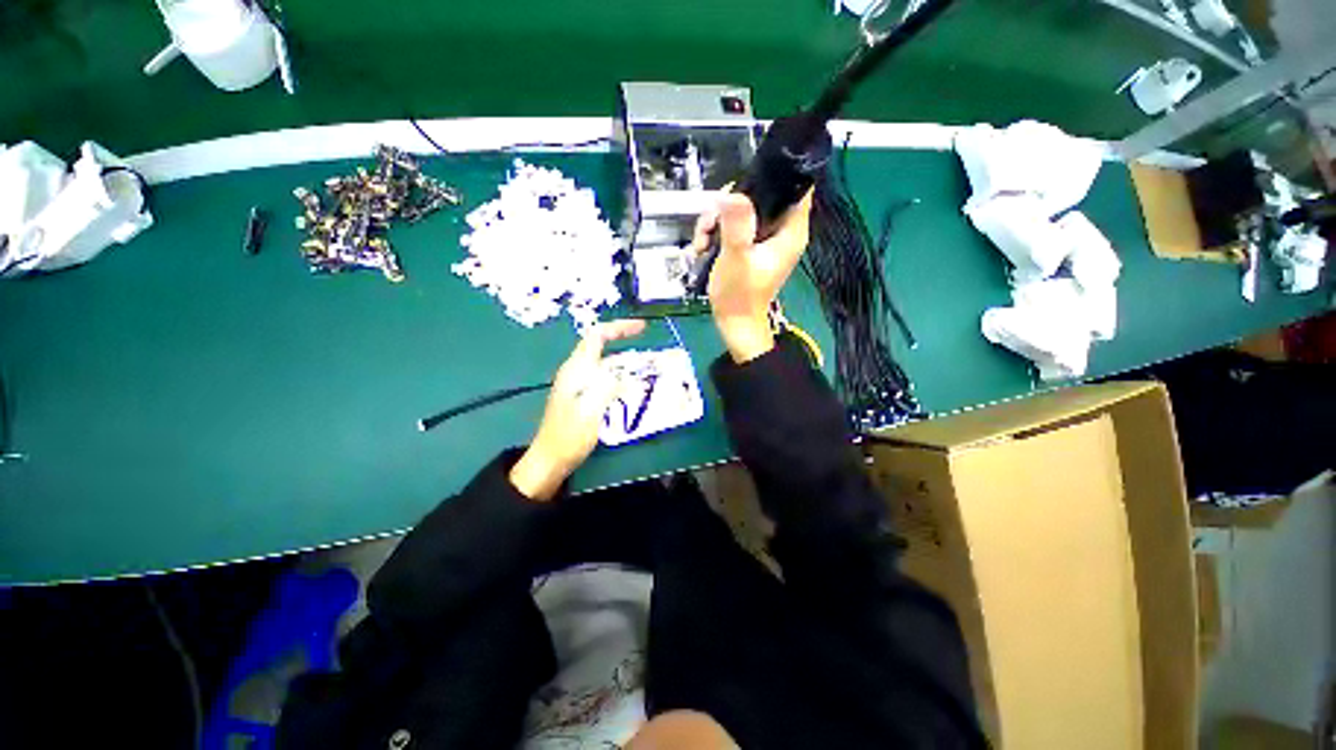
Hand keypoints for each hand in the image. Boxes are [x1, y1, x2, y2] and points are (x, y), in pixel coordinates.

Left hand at [509, 319, 646, 500]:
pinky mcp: (581, 397)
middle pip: (601, 347)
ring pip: (605, 364)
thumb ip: (609, 388)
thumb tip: (629, 376)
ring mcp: (578, 384)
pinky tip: (633, 389)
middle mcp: (576, 371)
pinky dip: (621, 378)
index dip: (619, 328)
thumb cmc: (569, 435)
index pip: (597, 336)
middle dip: (626, 344)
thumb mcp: (591, 410)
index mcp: (576, 369)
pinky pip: (604, 379)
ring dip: (626, 363)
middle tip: (650, 353)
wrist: (550, 460)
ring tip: (648, 370)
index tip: (642, 328)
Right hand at [689, 190, 812, 362]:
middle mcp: (781, 231)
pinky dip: (716, 234)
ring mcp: (764, 240)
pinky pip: (734, 227)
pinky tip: (703, 247)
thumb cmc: (739, 296)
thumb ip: (736, 225)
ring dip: (717, 221)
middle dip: (730, 204)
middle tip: (711, 223)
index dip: (773, 177)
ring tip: (703, 241)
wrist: (734, 323)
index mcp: (790, 232)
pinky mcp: (750, 247)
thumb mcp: (736, 258)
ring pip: (742, 211)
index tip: (744, 184)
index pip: (795, 187)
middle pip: (760, 196)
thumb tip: (732, 193)